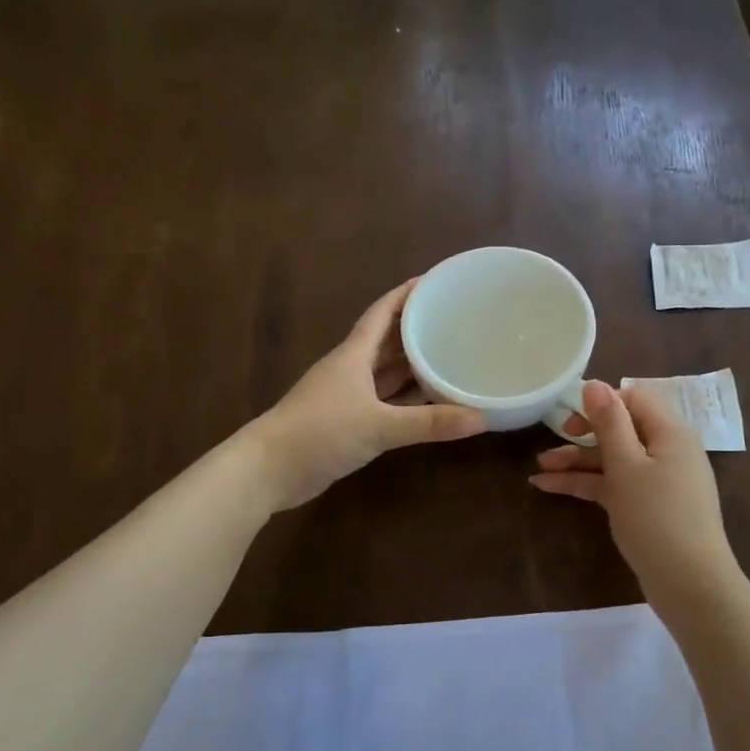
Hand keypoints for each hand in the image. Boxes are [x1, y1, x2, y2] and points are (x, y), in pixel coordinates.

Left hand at [245, 280, 486, 510]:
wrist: (269, 469)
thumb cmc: (320, 432)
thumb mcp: (379, 426)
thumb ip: (429, 423)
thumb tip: (481, 418)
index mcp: (354, 355)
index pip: (383, 312)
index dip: (407, 294)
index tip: (435, 281)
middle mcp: (351, 368)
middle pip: (388, 339)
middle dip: (417, 327)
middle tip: (455, 319)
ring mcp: (347, 395)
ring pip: (386, 371)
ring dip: (413, 363)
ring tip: (450, 354)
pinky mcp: (346, 420)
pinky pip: (384, 399)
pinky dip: (406, 397)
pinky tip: (429, 399)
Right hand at [529, 380, 742, 615]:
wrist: (689, 584)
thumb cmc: (657, 517)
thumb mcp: (627, 466)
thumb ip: (609, 423)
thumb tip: (595, 383)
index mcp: (670, 432)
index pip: (634, 398)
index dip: (602, 400)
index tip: (570, 412)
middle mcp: (667, 450)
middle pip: (621, 429)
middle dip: (584, 433)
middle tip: (554, 437)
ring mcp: (657, 480)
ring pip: (613, 459)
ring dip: (578, 461)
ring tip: (539, 467)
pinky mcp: (647, 506)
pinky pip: (614, 484)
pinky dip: (585, 484)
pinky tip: (549, 487)